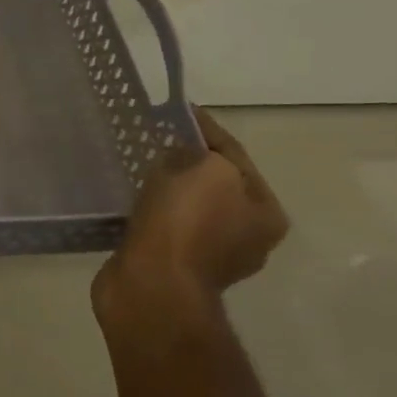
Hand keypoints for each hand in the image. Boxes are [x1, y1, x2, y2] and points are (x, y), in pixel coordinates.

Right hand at [93, 107, 288, 333]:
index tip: (174, 111)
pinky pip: (164, 225)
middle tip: (153, 139)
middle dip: (185, 160)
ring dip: (166, 187)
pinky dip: (151, 211)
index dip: (204, 128)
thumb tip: (186, 149)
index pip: (235, 154)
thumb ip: (201, 149)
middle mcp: (248, 236)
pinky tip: (131, 200)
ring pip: (187, 205)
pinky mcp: (176, 267)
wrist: (151, 285)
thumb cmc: (186, 223)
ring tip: (138, 168)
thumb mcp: (206, 169)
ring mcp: (211, 256)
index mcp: (265, 212)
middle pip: (214, 182)